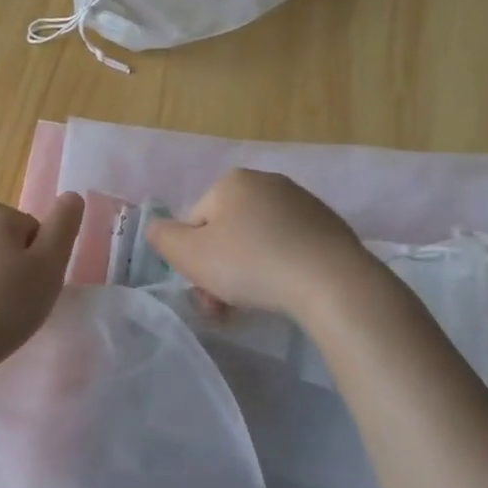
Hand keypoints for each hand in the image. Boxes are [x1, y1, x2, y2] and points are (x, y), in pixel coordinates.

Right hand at [147, 169, 375, 316]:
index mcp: (232, 181)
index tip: (205, 290)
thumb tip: (156, 228)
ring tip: (255, 304)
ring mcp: (303, 203)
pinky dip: (281, 268)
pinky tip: (287, 291)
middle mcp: (267, 182)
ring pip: (258, 242)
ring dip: (248, 272)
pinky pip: (289, 247)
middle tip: (225, 306)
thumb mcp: (189, 254)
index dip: (193, 259)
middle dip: (221, 269)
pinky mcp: (329, 226)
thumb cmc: (251, 264)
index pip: (195, 223)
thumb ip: (162, 237)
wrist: (330, 281)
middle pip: (227, 232)